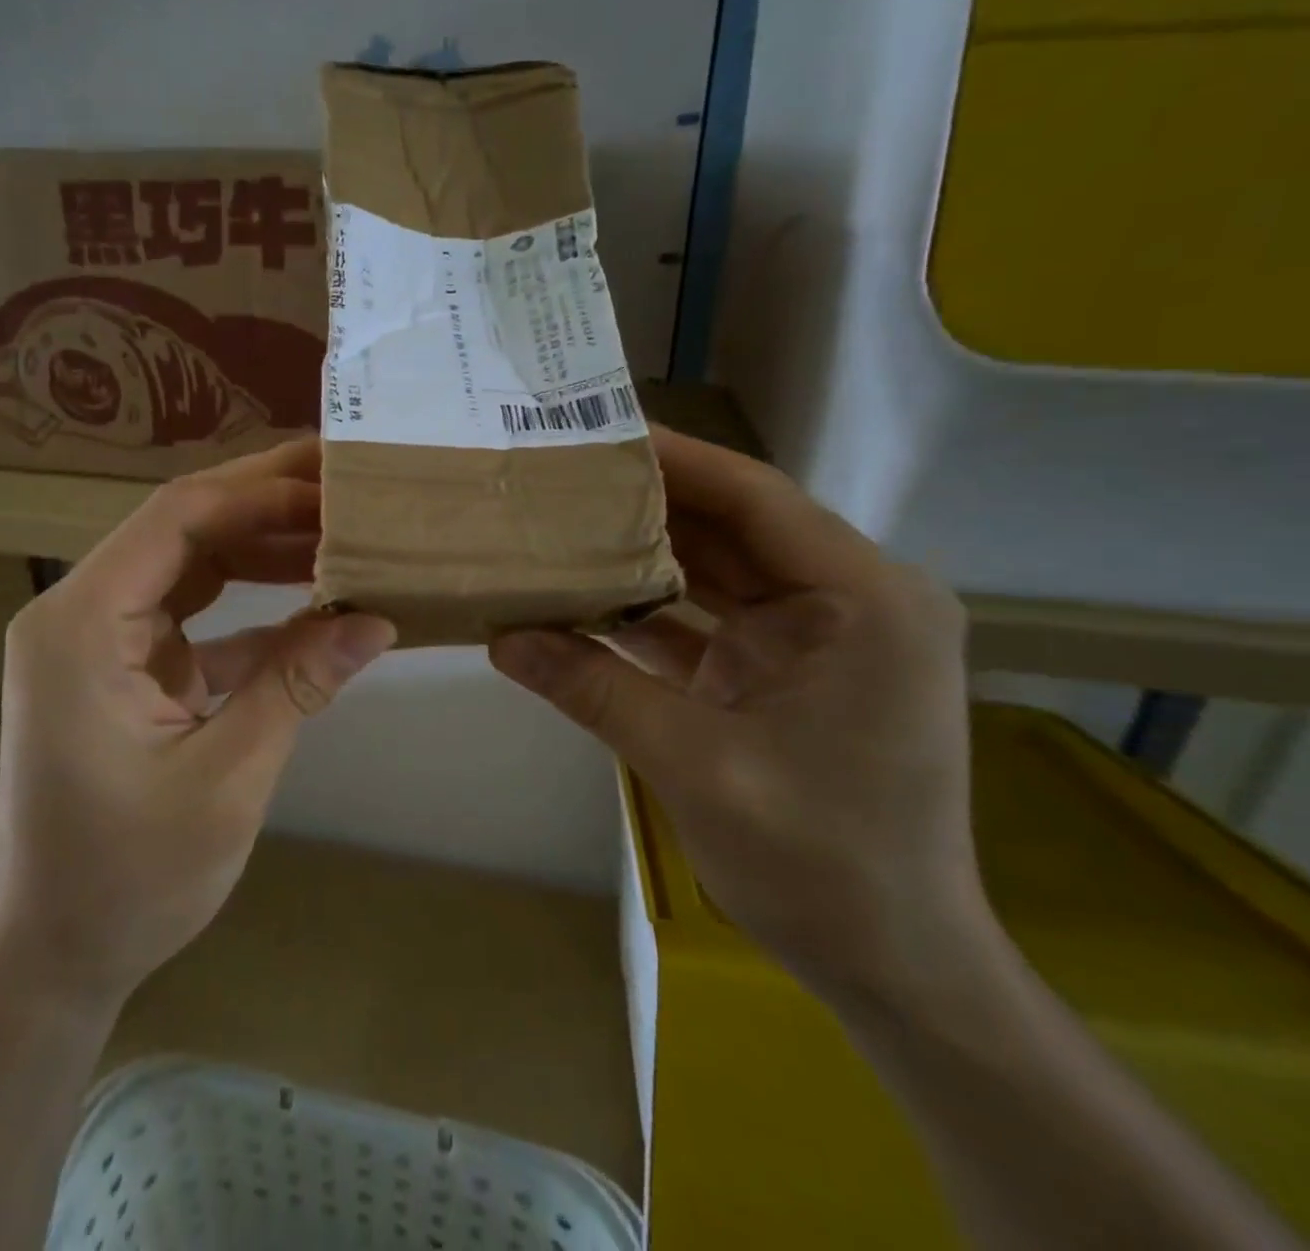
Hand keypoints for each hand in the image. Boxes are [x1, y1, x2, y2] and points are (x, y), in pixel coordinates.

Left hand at [0, 440, 394, 1006]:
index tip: (333, 485)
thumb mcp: (228, 777)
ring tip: (338, 532)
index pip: (177, 519)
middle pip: (181, 530)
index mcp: (82, 625)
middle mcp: (80, 614)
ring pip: (189, 566)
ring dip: (261, 550)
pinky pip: (191, 616)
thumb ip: (298, 684)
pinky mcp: (122, 669)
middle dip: (264, 504)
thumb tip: (378, 620)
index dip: (261, 494)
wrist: (58, 954)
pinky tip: (311, 604)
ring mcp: (99, 641)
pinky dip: (248, 608)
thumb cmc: (130, 877)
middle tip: (343, 485)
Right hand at [490, 426, 985, 1010]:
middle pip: (732, 527)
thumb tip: (501, 638)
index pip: (755, 498)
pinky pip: (709, 621)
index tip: (595, 432)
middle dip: (646, 503)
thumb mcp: (697, 766)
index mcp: (863, 601)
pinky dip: (652, 611)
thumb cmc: (823, 864)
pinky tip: (584, 601)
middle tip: (561, 476)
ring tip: (561, 525)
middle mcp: (849, 601)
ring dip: (644, 555)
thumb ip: (595, 690)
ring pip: (717, 571)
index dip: (674, 459)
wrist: (894, 964)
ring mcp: (817, 638)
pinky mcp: (786, 672)